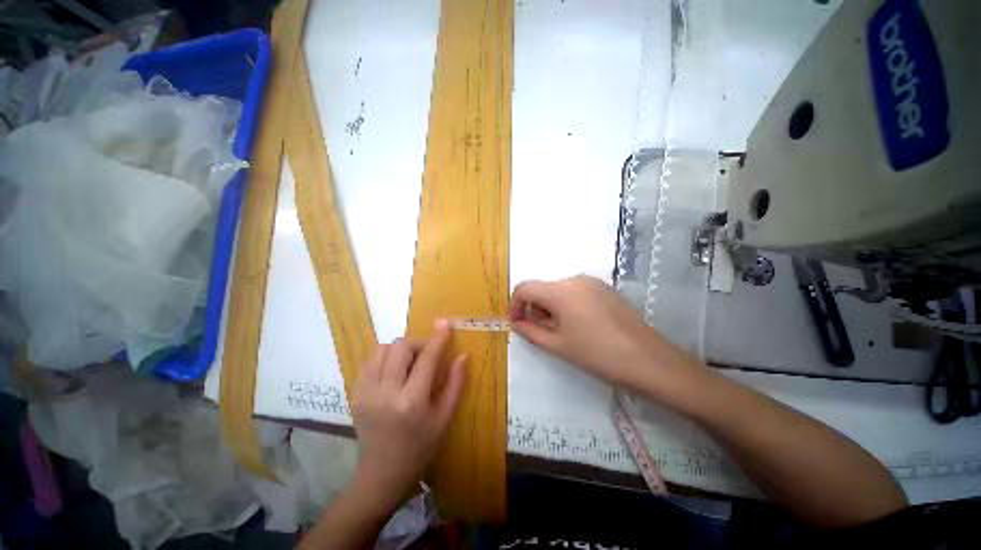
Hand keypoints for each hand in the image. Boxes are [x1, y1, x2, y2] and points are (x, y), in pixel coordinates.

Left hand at [349, 321, 466, 511]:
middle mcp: (384, 393)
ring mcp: (365, 393)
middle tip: (427, 355)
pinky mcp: (354, 394)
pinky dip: (385, 357)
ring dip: (400, 349)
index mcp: (411, 402)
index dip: (437, 339)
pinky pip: (370, 360)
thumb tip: (462, 356)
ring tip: (409, 363)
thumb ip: (455, 384)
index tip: (445, 324)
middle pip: (400, 347)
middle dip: (418, 344)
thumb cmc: (420, 449)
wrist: (381, 475)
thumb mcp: (444, 419)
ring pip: (382, 349)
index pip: (426, 359)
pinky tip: (393, 371)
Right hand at [508, 275, 700, 395]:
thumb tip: (517, 322)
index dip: (515, 305)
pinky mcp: (605, 288)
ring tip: (565, 332)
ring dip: (552, 308)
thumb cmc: (597, 355)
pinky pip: (576, 292)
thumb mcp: (557, 345)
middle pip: (543, 289)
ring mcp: (593, 282)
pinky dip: (568, 305)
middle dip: (536, 309)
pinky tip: (582, 326)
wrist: (649, 360)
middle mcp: (575, 279)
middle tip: (544, 333)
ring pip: (559, 291)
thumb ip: (530, 331)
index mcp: (560, 290)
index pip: (524, 288)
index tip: (518, 324)